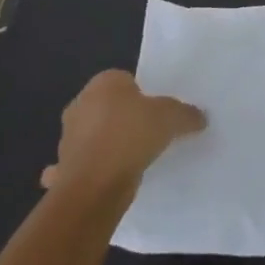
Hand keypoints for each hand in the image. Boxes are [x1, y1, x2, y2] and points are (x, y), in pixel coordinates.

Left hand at [41, 69, 203, 199]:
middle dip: (126, 117)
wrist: (95, 185)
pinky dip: (99, 168)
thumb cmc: (132, 135)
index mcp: (103, 83)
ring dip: (111, 144)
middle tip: (152, 131)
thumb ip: (186, 114)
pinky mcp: (65, 167)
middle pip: (109, 106)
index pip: (125, 80)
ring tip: (138, 157)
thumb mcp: (172, 117)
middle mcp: (80, 104)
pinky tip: (117, 176)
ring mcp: (68, 137)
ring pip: (96, 135)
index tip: (159, 110)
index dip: (143, 94)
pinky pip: (88, 163)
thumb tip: (199, 117)